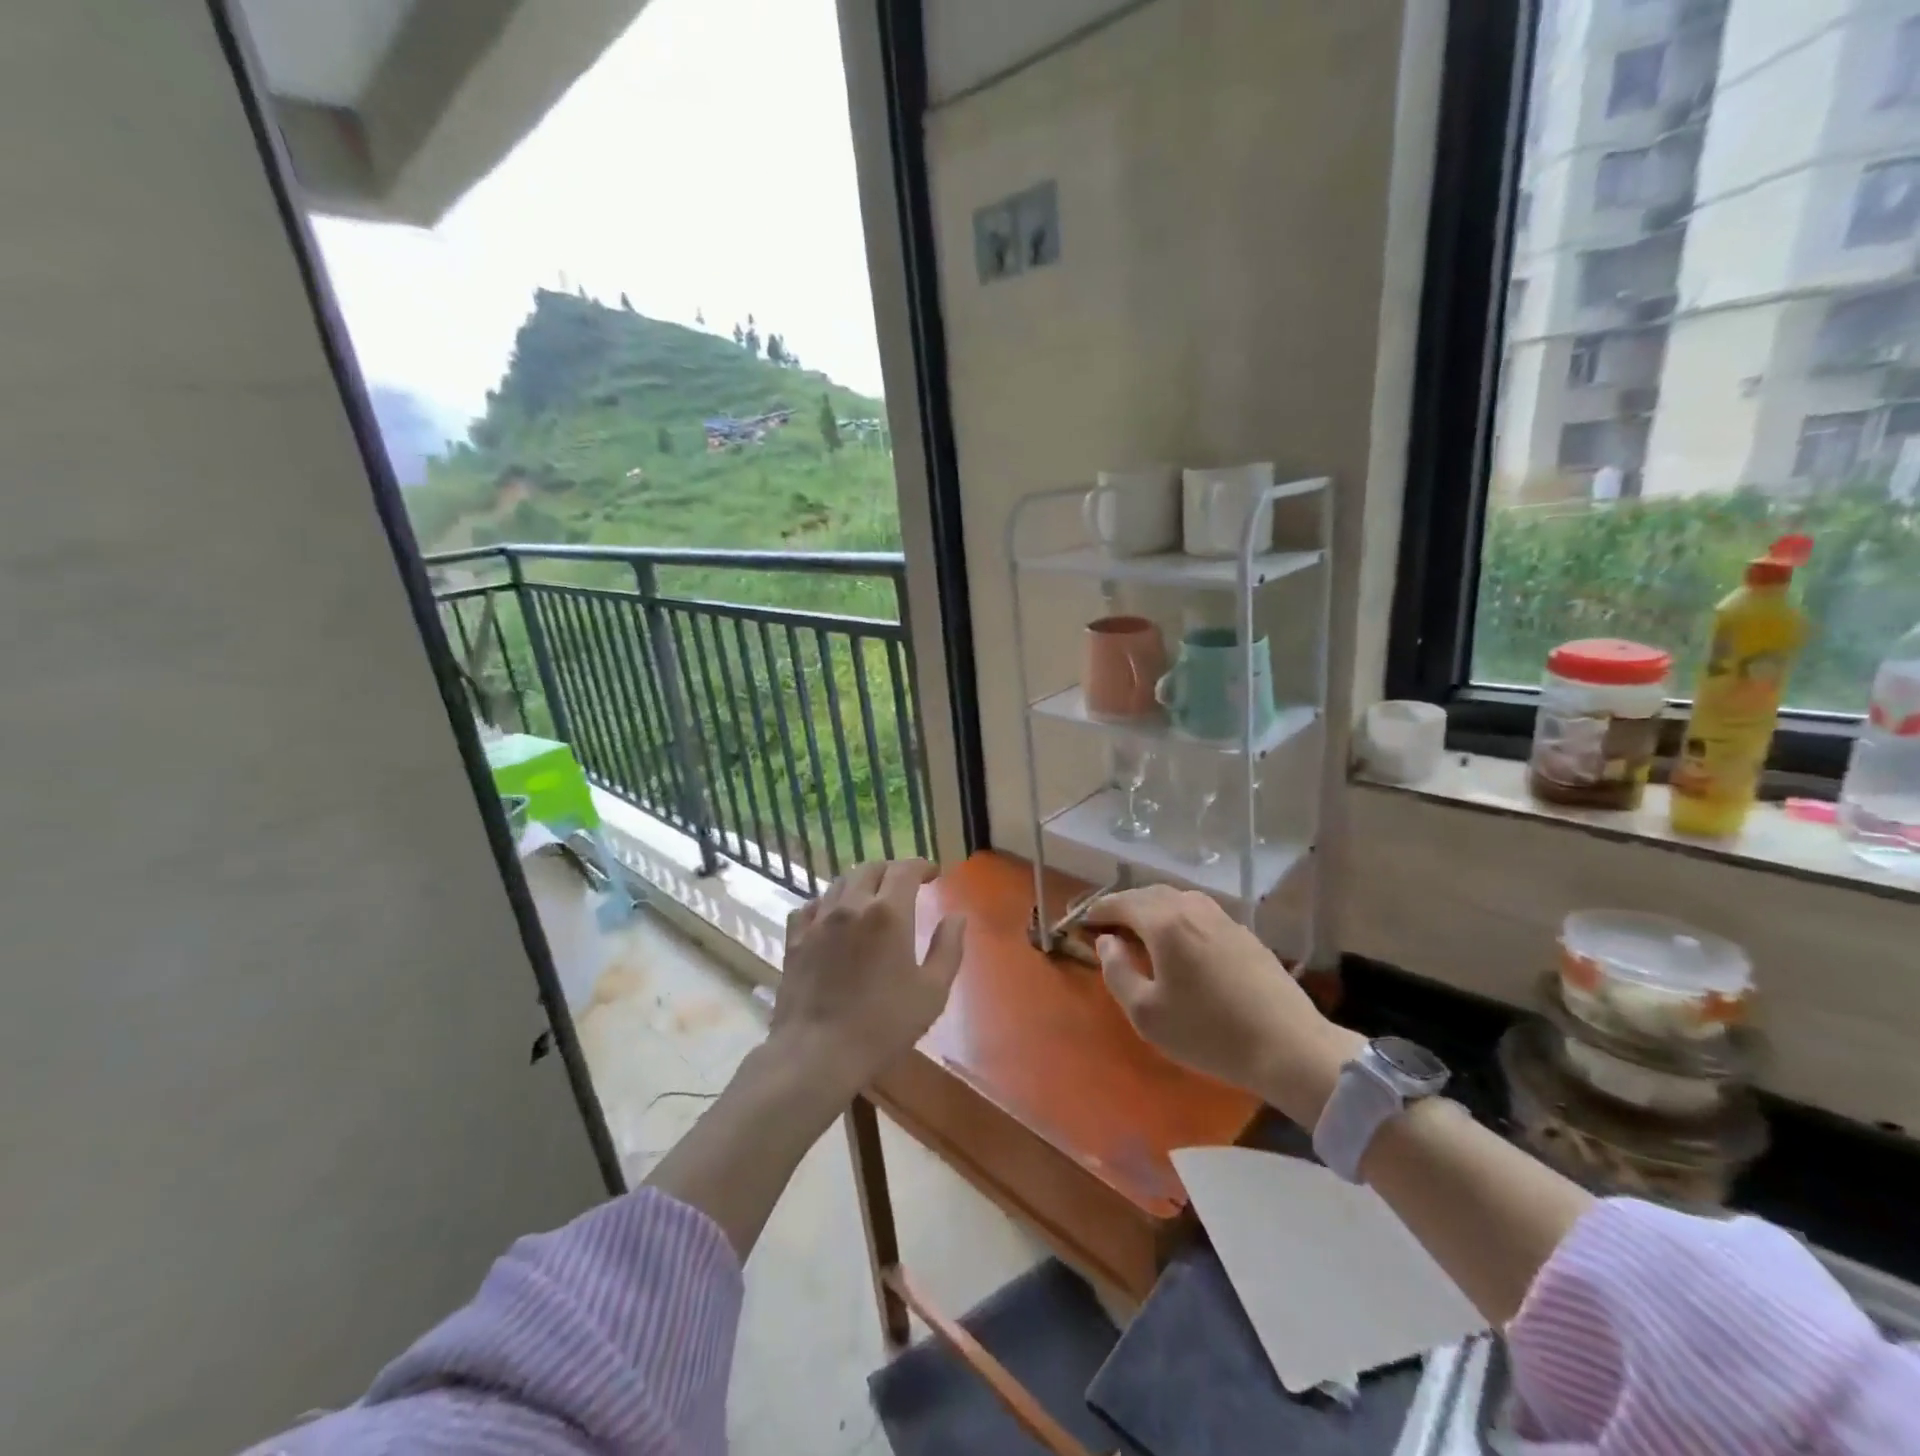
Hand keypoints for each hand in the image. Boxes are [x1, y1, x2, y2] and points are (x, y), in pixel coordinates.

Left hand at [770, 859, 965, 1100]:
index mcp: (889, 913)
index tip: (934, 874)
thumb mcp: (932, 992)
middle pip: (871, 868)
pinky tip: (832, 917)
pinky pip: (811, 906)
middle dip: (892, 870)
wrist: (817, 1053)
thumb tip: (957, 917)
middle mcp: (851, 905)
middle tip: (905, 885)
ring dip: (861, 882)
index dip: (922, 866)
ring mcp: (819, 920)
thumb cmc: (883, 1025)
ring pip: (840, 883)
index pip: (905, 869)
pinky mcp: (795, 939)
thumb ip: (949, 948)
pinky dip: (828, 903)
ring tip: (871, 898)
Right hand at [1084, 886, 1360, 1125]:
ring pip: (1177, 901)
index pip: (1121, 902)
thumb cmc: (1208, 1032)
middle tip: (1108, 927)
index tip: (1082, 924)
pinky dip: (1178, 920)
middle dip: (1124, 906)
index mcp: (1165, 921)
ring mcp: (1223, 918)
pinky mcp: (1245, 934)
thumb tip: (1108, 942)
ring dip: (1153, 911)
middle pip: (1149, 894)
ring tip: (1141, 934)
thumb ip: (1117, 971)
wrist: (1289, 1047)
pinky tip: (1180, 946)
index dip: (1098, 911)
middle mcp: (1193, 908)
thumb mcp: (1147, 1013)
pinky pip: (1199, 915)